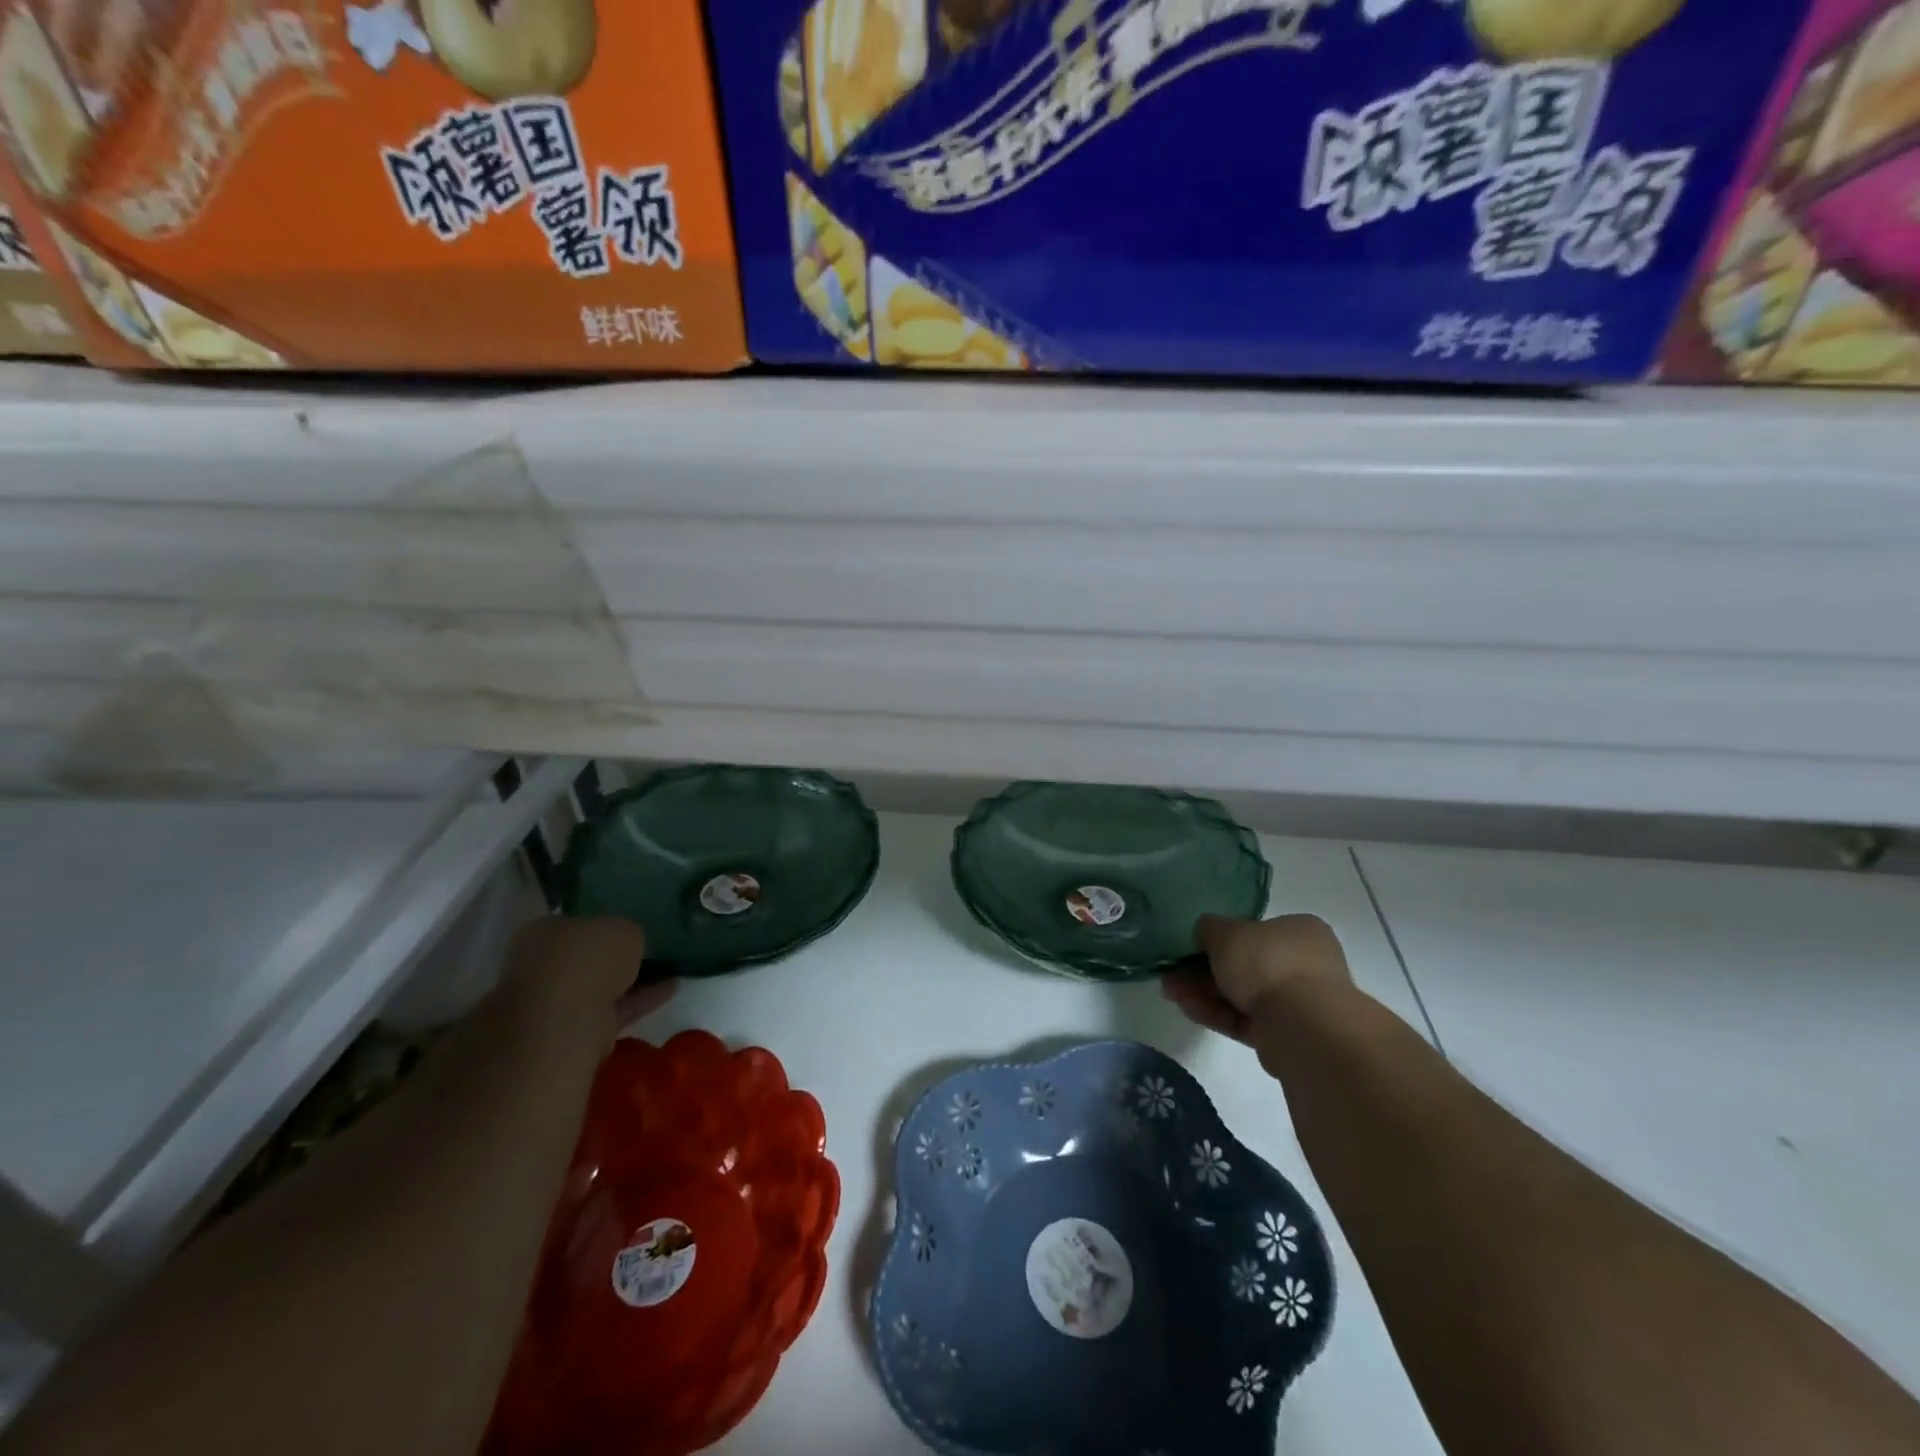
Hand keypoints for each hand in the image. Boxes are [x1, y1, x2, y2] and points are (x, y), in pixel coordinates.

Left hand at [498, 915, 674, 1026]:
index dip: (602, 922)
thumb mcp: (622, 928)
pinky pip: (615, 1008)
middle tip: (648, 947)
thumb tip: (628, 942)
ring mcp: (556, 1002)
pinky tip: (673, 987)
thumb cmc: (586, 959)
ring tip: (671, 967)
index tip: (628, 925)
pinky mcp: (576, 1030)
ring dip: (632, 980)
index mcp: (541, 932)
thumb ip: (626, 933)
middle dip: (613, 955)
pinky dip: (641, 999)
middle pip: (584, 957)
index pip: (573, 922)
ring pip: (600, 986)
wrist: (566, 1022)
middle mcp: (540, 966)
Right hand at [1161, 914, 1351, 1043]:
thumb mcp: (1226, 933)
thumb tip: (1204, 932)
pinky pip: (1245, 1020)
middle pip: (1245, 965)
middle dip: (1204, 971)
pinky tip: (1188, 1010)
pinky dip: (1217, 1015)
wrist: (1303, 1027)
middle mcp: (1305, 964)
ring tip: (1170, 994)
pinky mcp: (1287, 1036)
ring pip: (1242, 995)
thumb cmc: (1267, 963)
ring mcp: (1298, 1003)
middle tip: (1172, 975)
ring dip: (1204, 993)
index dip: (1220, 939)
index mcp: (1300, 931)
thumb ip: (1209, 928)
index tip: (1190, 948)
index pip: (1256, 931)